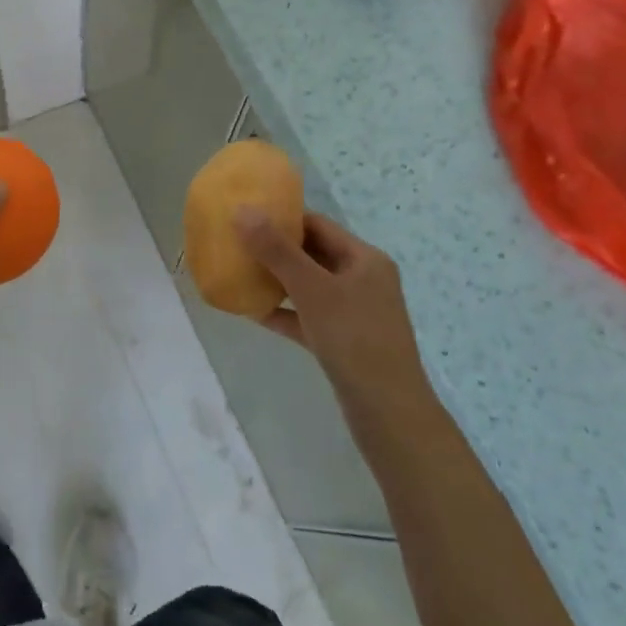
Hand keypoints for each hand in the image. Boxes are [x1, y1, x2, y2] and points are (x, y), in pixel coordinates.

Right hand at [235, 210, 426, 421]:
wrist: (389, 415)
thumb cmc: (354, 340)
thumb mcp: (313, 290)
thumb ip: (277, 250)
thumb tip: (242, 210)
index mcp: (365, 259)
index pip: (318, 225)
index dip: (282, 218)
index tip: (246, 216)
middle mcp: (363, 280)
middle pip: (312, 254)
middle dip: (275, 249)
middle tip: (236, 243)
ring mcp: (354, 313)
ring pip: (308, 287)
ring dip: (276, 281)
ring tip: (239, 273)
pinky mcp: (343, 342)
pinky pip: (307, 317)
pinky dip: (284, 312)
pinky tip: (252, 312)